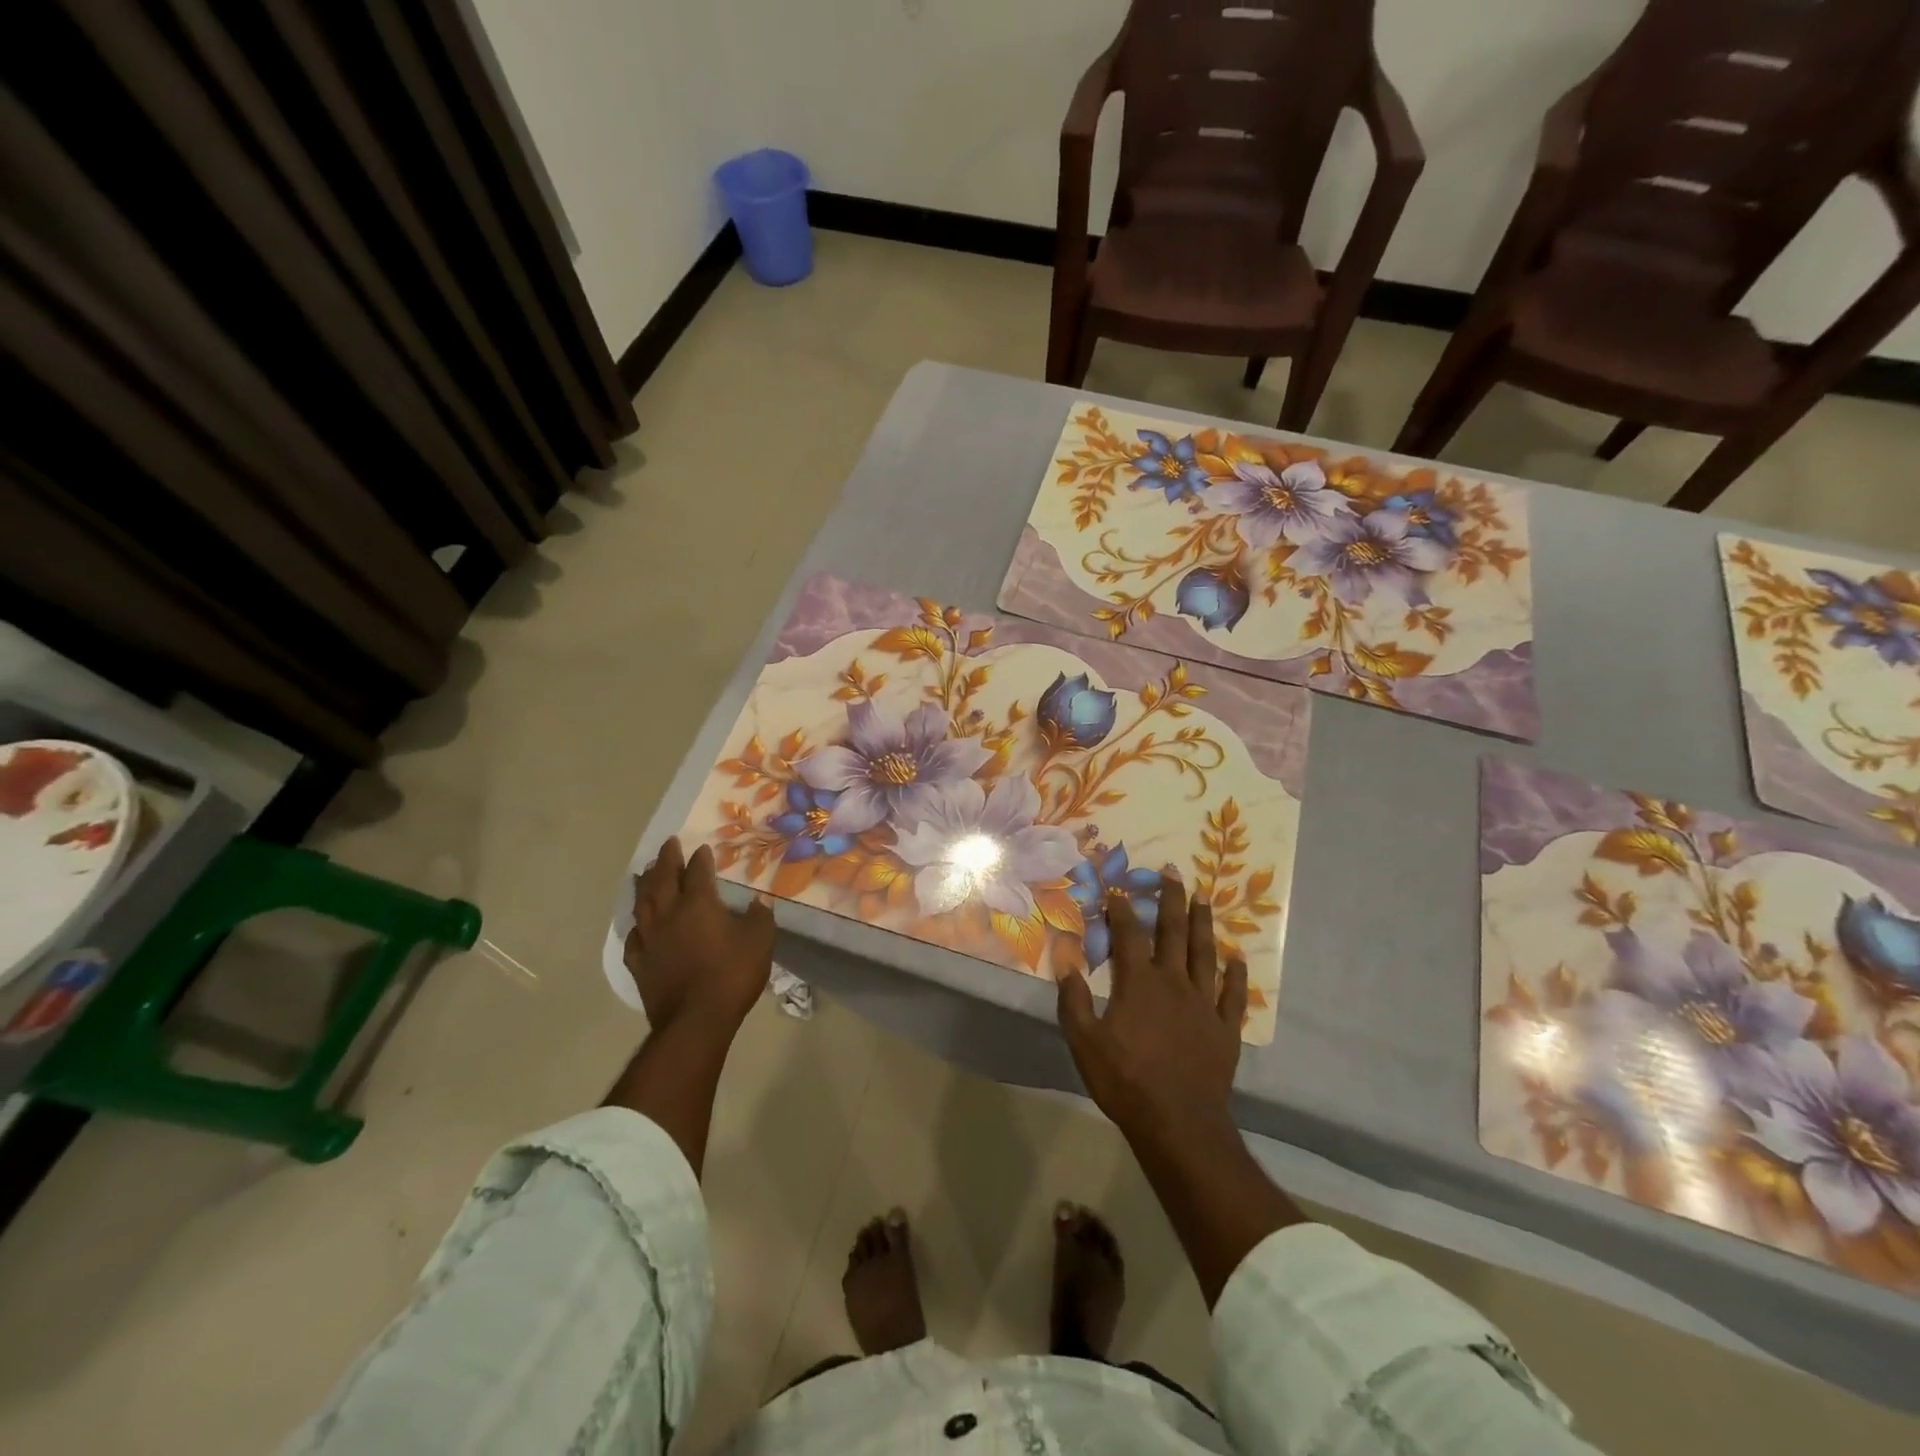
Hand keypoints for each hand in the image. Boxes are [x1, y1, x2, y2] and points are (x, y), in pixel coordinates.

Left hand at [624, 837, 774, 1039]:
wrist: (696, 1020)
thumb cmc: (732, 974)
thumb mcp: (760, 941)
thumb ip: (760, 917)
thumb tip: (759, 901)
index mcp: (699, 904)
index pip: (697, 871)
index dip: (700, 858)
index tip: (702, 848)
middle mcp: (669, 914)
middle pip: (663, 878)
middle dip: (667, 859)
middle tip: (669, 844)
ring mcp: (650, 938)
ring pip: (642, 903)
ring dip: (644, 883)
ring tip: (645, 871)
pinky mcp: (639, 963)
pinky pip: (634, 937)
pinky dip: (636, 924)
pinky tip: (638, 924)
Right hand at [1056, 870, 1247, 1142]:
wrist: (1178, 1123)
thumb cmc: (1125, 1081)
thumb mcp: (1084, 1041)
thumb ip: (1073, 998)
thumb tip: (1065, 957)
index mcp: (1139, 983)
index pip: (1129, 935)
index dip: (1122, 910)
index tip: (1118, 890)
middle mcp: (1174, 983)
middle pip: (1173, 932)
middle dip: (1171, 899)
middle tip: (1174, 872)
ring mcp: (1204, 1004)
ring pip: (1204, 954)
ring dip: (1203, 924)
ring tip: (1204, 898)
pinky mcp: (1225, 1028)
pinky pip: (1233, 994)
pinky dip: (1235, 974)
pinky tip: (1237, 956)